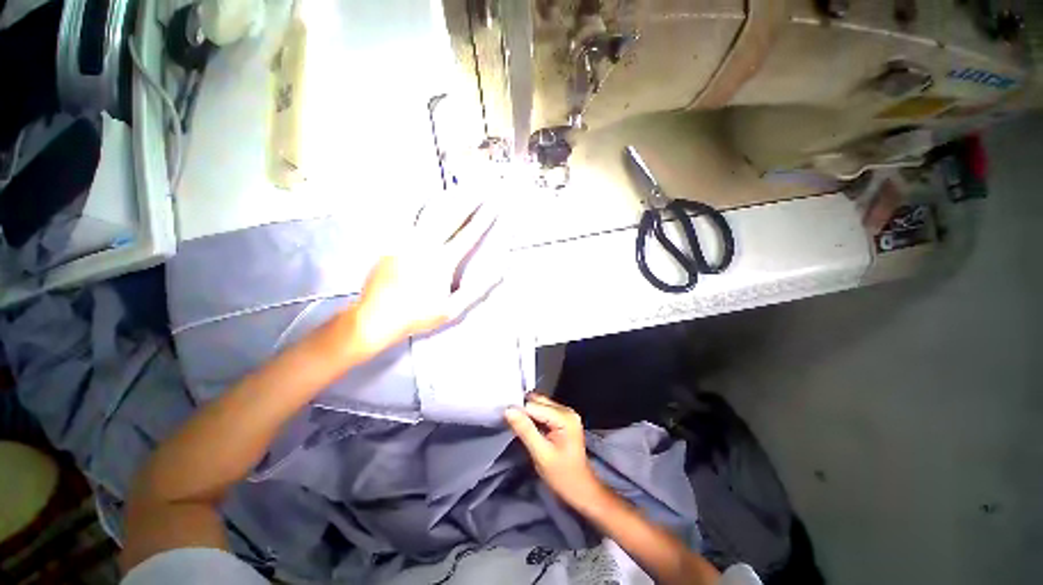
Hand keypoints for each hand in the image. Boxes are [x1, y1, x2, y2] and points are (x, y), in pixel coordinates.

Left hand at [350, 195, 500, 358]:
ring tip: (457, 189)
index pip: (468, 235)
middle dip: (467, 201)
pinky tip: (426, 201)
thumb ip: (476, 290)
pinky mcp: (392, 244)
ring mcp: (406, 242)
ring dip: (446, 200)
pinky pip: (409, 222)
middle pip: (449, 217)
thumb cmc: (417, 315)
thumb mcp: (452, 309)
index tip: (493, 206)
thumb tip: (498, 273)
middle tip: (478, 188)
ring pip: (429, 214)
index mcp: (441, 262)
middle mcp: (424, 246)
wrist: (375, 317)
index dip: (483, 219)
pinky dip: (421, 209)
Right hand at [505, 395, 606, 509]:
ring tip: (515, 425)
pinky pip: (543, 411)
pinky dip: (533, 417)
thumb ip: (525, 430)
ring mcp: (566, 414)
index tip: (504, 419)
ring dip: (527, 413)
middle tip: (508, 422)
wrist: (581, 490)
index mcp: (565, 417)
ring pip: (539, 404)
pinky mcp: (563, 419)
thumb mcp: (541, 454)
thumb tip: (508, 410)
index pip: (534, 405)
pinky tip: (527, 427)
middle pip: (537, 402)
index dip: (518, 411)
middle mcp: (566, 410)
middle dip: (522, 410)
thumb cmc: (562, 476)